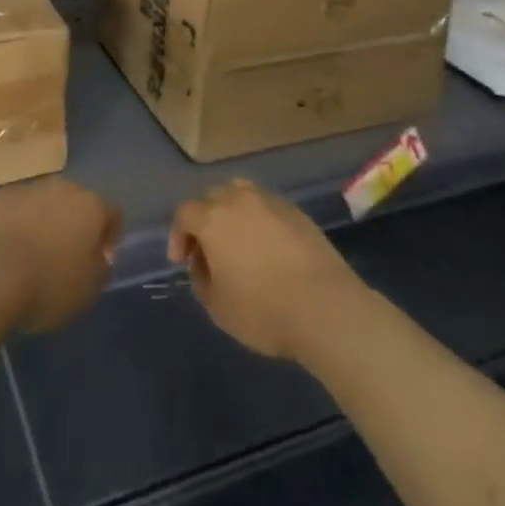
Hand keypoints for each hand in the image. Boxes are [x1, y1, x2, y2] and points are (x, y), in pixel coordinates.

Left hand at [0, 178, 121, 332]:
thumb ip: (100, 269)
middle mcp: (63, 188)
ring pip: (44, 203)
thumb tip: (99, 258)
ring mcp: (27, 189)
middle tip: (65, 256)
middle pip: (77, 202)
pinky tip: (6, 250)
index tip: (99, 261)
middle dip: (74, 225)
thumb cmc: (47, 285)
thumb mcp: (88, 291)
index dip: (109, 237)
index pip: (112, 214)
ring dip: (44, 222)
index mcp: (91, 206)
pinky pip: (15, 209)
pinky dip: (15, 223)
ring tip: (32, 255)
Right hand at [168, 180, 366, 360]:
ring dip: (233, 213)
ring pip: (242, 194)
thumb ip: (202, 280)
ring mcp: (272, 202)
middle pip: (213, 197)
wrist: (325, 307)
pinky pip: (268, 208)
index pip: (185, 213)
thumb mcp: (218, 307)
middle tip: (208, 251)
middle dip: (205, 220)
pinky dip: (260, 220)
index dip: (179, 235)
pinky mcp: (298, 212)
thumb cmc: (263, 310)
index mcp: (214, 219)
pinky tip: (268, 248)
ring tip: (239, 242)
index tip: (182, 261)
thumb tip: (205, 265)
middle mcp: (240, 200)